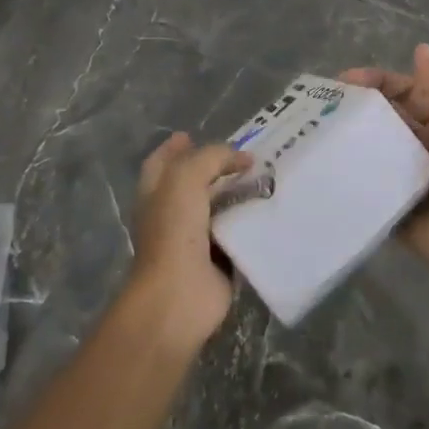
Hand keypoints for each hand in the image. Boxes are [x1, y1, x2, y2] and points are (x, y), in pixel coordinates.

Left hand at [127, 133, 250, 349]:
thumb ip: (212, 158)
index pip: (162, 162)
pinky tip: (272, 212)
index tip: (196, 134)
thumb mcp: (186, 179)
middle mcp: (171, 214)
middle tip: (248, 157)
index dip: (175, 147)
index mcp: (155, 193)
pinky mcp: (218, 262)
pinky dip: (251, 225)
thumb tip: (243, 158)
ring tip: (268, 179)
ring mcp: (194, 240)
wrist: (179, 294)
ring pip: (218, 209)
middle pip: (193, 184)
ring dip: (238, 196)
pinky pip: (237, 236)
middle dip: (215, 169)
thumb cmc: (174, 232)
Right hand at [339, 44, 428, 287]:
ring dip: (347, 143)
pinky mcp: (390, 209)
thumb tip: (420, 48)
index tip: (343, 81)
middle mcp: (419, 149)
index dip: (377, 82)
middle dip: (355, 110)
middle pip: (383, 121)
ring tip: (311, 135)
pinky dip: (347, 180)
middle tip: (318, 108)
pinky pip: (366, 189)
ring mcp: (403, 180)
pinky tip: (319, 171)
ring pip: (370, 153)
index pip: (404, 93)